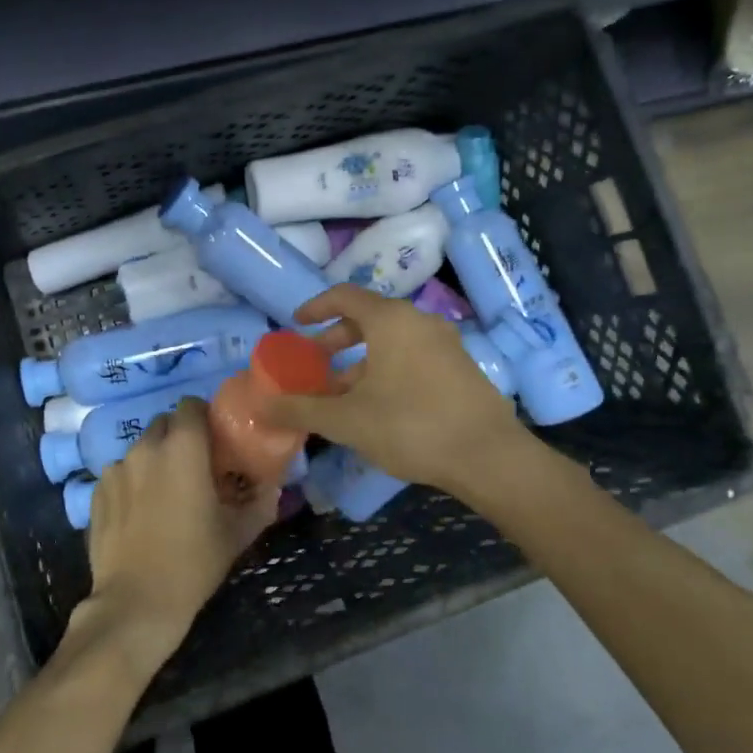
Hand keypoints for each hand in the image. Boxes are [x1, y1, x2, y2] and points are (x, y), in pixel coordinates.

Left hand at [82, 397, 277, 668]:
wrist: (135, 604)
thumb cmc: (193, 563)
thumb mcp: (237, 533)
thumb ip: (260, 502)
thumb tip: (273, 486)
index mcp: (183, 447)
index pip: (191, 404)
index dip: (204, 417)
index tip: (214, 441)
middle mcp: (146, 447)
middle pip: (165, 423)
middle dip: (180, 437)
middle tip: (194, 468)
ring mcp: (116, 468)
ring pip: (141, 449)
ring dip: (155, 461)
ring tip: (164, 494)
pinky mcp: (96, 491)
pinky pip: (119, 474)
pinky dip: (131, 483)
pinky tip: (139, 514)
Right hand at [264, 284, 527, 496]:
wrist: (489, 457)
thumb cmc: (411, 427)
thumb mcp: (347, 420)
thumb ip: (301, 409)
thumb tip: (263, 406)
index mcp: (391, 320)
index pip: (344, 296)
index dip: (316, 307)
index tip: (296, 324)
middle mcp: (419, 321)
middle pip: (369, 317)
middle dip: (337, 339)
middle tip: (316, 362)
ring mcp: (445, 343)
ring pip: (392, 340)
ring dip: (362, 360)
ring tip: (343, 393)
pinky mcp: (461, 367)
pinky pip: (414, 355)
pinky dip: (388, 368)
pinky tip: (380, 406)